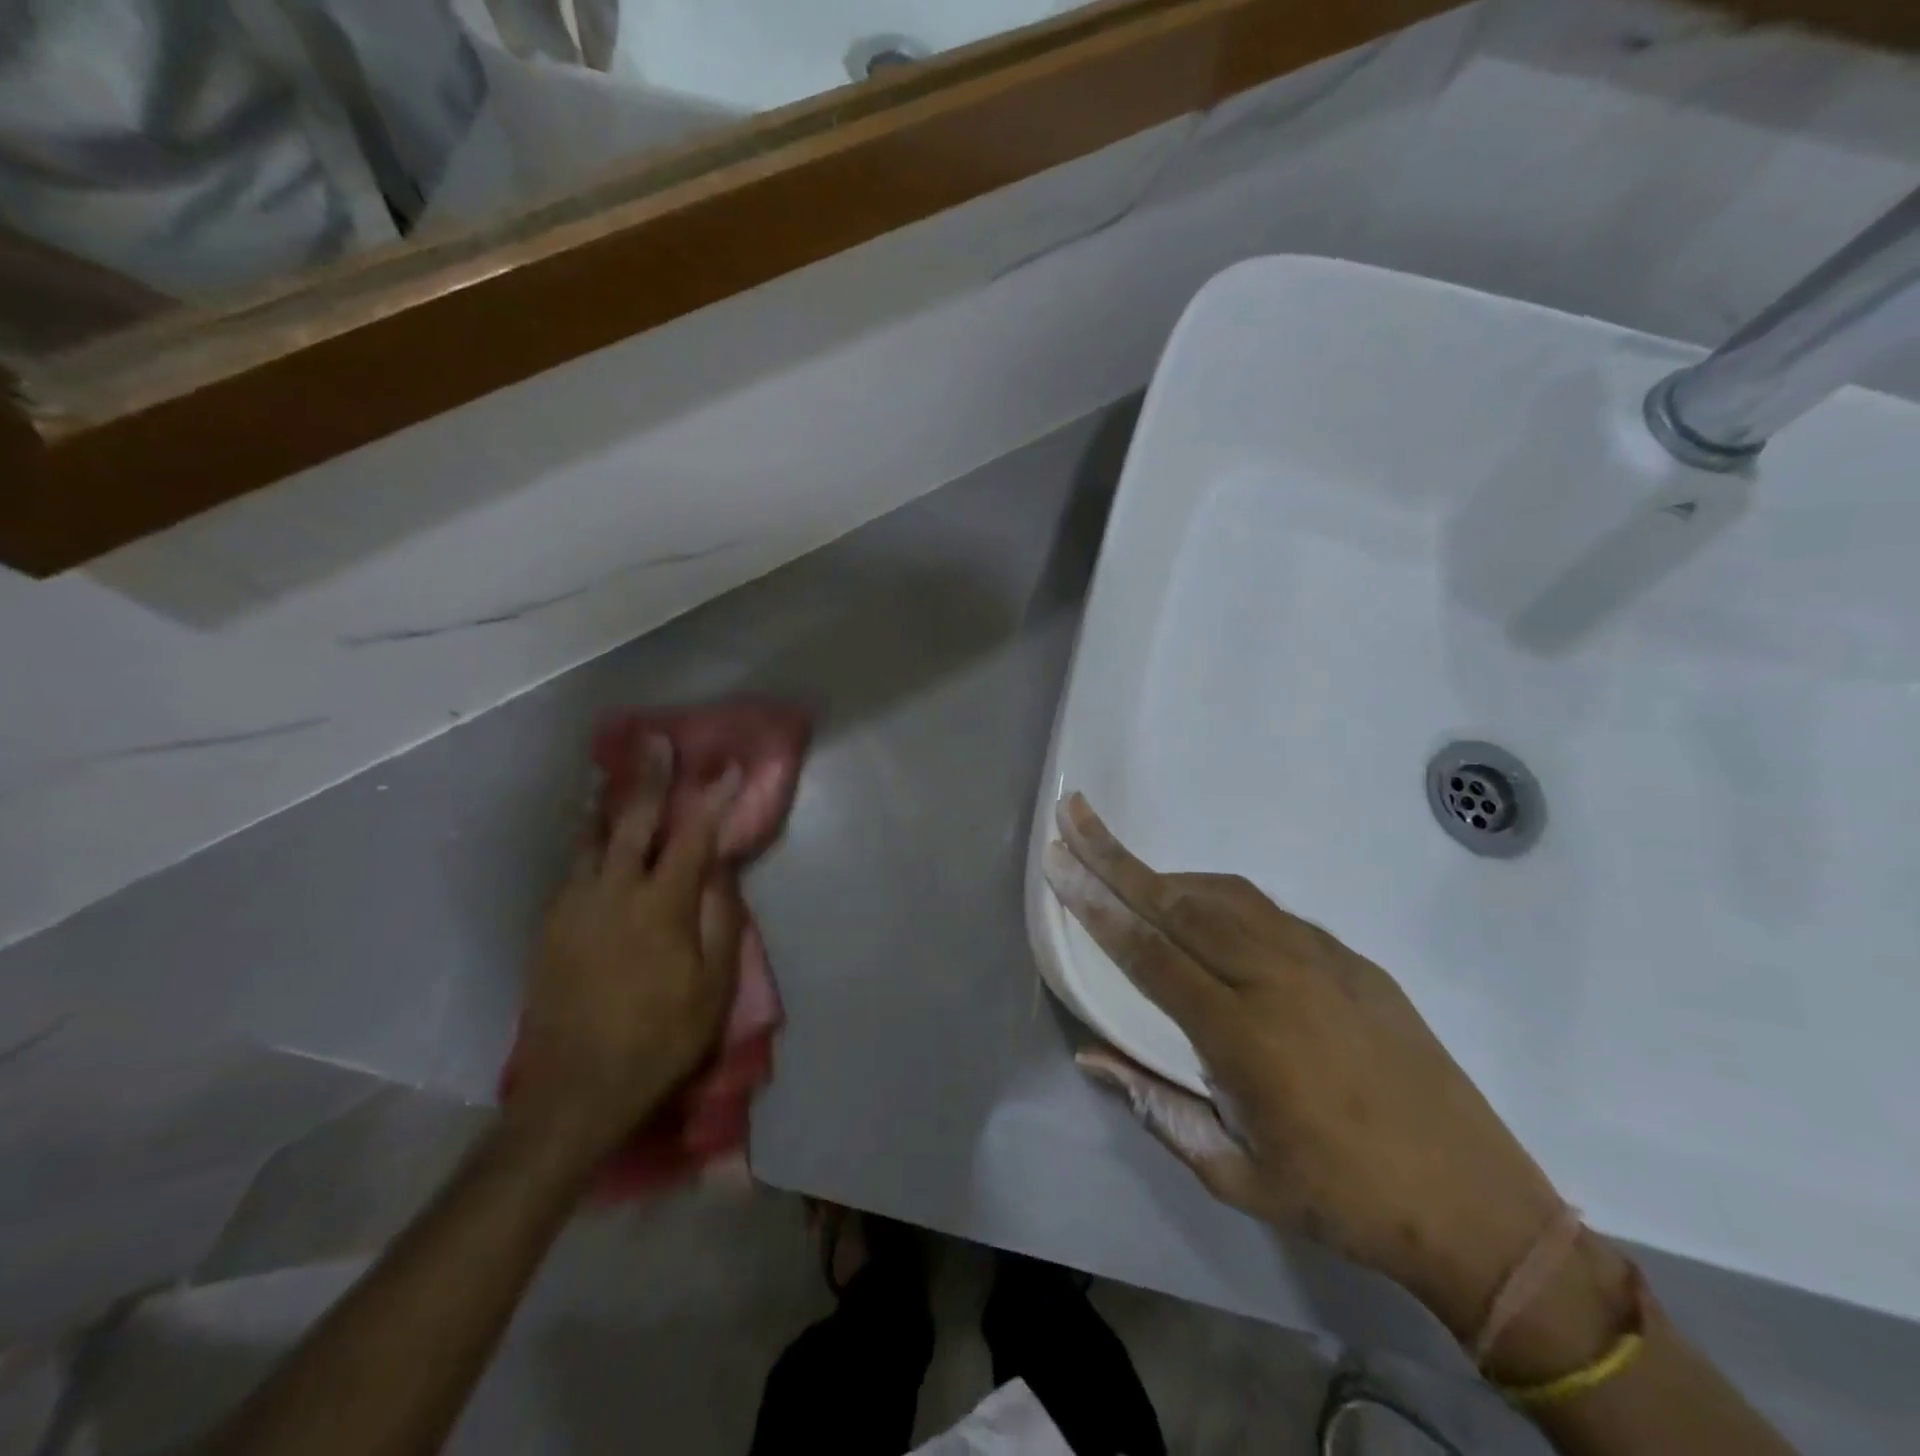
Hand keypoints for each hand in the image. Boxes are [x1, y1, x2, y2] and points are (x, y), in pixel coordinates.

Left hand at [511, 737, 745, 1169]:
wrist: (574, 1091)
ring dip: (609, 801)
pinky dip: (589, 838)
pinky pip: (574, 865)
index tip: (727, 766)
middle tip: (656, 741)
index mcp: (660, 906)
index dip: (712, 798)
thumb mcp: (713, 987)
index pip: (692, 836)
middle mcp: (612, 892)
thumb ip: (720, 920)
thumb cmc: (660, 1039)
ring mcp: (573, 905)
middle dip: (649, 777)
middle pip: (632, 820)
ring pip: (591, 837)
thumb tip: (720, 870)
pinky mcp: (550, 924)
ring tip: (615, 771)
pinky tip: (595, 834)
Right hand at [1044, 793, 1565, 1339]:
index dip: (1098, 906)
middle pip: (1179, 902)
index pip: (1150, 953)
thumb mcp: (1235, 1176)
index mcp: (1243, 1035)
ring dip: (1166, 873)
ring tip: (1124, 863)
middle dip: (1116, 858)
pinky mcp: (1352, 959)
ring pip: (1225, 895)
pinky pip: (1268, 910)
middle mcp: (1277, 978)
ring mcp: (1321, 960)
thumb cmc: (1342, 1199)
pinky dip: (1220, 895)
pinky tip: (1202, 904)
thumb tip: (1090, 1055)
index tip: (1059, 865)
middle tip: (1074, 817)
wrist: (1476, 1204)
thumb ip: (1156, 1108)